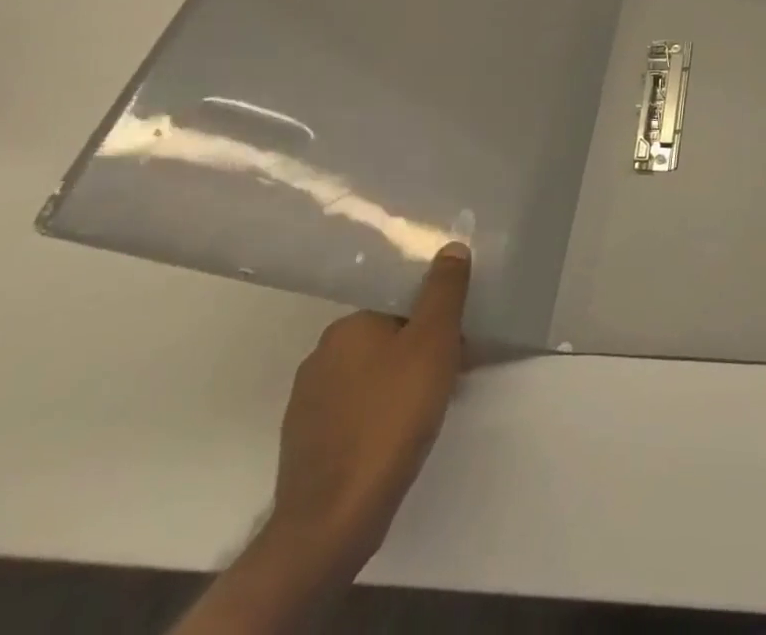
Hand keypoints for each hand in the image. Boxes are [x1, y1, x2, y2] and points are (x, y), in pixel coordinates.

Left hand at [267, 242, 471, 569]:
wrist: (334, 518)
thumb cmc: (391, 415)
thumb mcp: (434, 341)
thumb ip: (444, 291)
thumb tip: (450, 248)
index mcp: (347, 326)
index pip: (400, 306)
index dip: (434, 320)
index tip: (458, 342)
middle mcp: (321, 356)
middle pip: (386, 339)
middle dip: (421, 353)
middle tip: (452, 376)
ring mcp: (307, 404)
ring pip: (371, 378)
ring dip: (401, 385)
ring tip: (429, 411)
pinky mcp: (307, 445)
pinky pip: (355, 413)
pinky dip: (380, 417)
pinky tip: (398, 439)